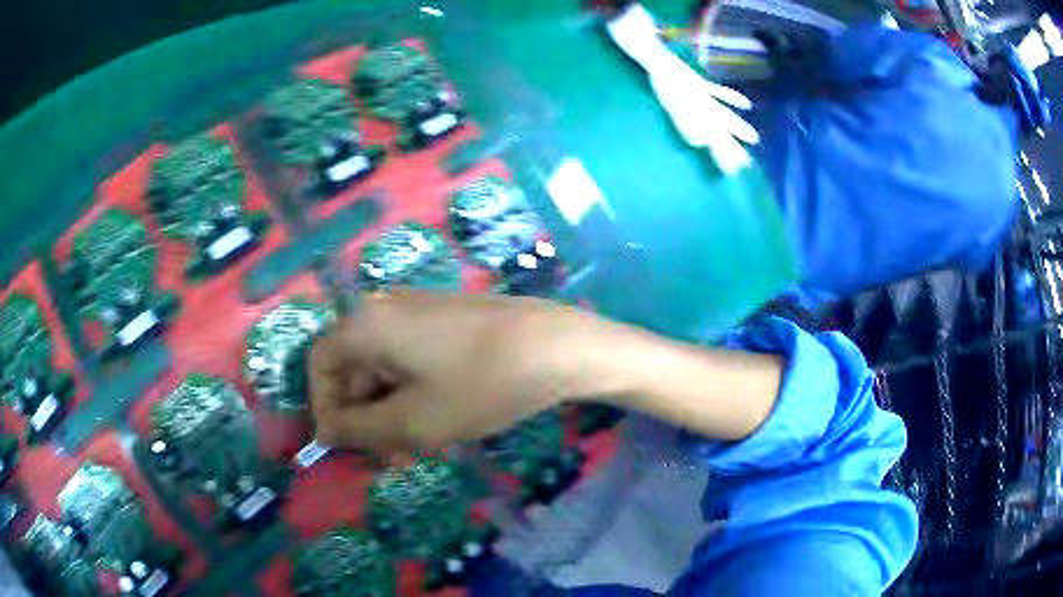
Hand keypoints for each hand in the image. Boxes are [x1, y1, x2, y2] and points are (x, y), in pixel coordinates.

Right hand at [309, 292, 616, 452]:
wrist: (557, 346)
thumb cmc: (479, 385)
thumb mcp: (412, 421)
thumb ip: (357, 430)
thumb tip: (323, 432)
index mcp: (366, 324)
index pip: (320, 365)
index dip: (325, 408)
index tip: (348, 446)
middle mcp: (385, 308)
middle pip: (353, 367)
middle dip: (365, 417)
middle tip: (392, 457)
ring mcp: (418, 310)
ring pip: (385, 368)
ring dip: (391, 411)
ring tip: (419, 447)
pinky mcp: (445, 318)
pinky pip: (411, 359)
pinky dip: (413, 393)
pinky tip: (439, 421)